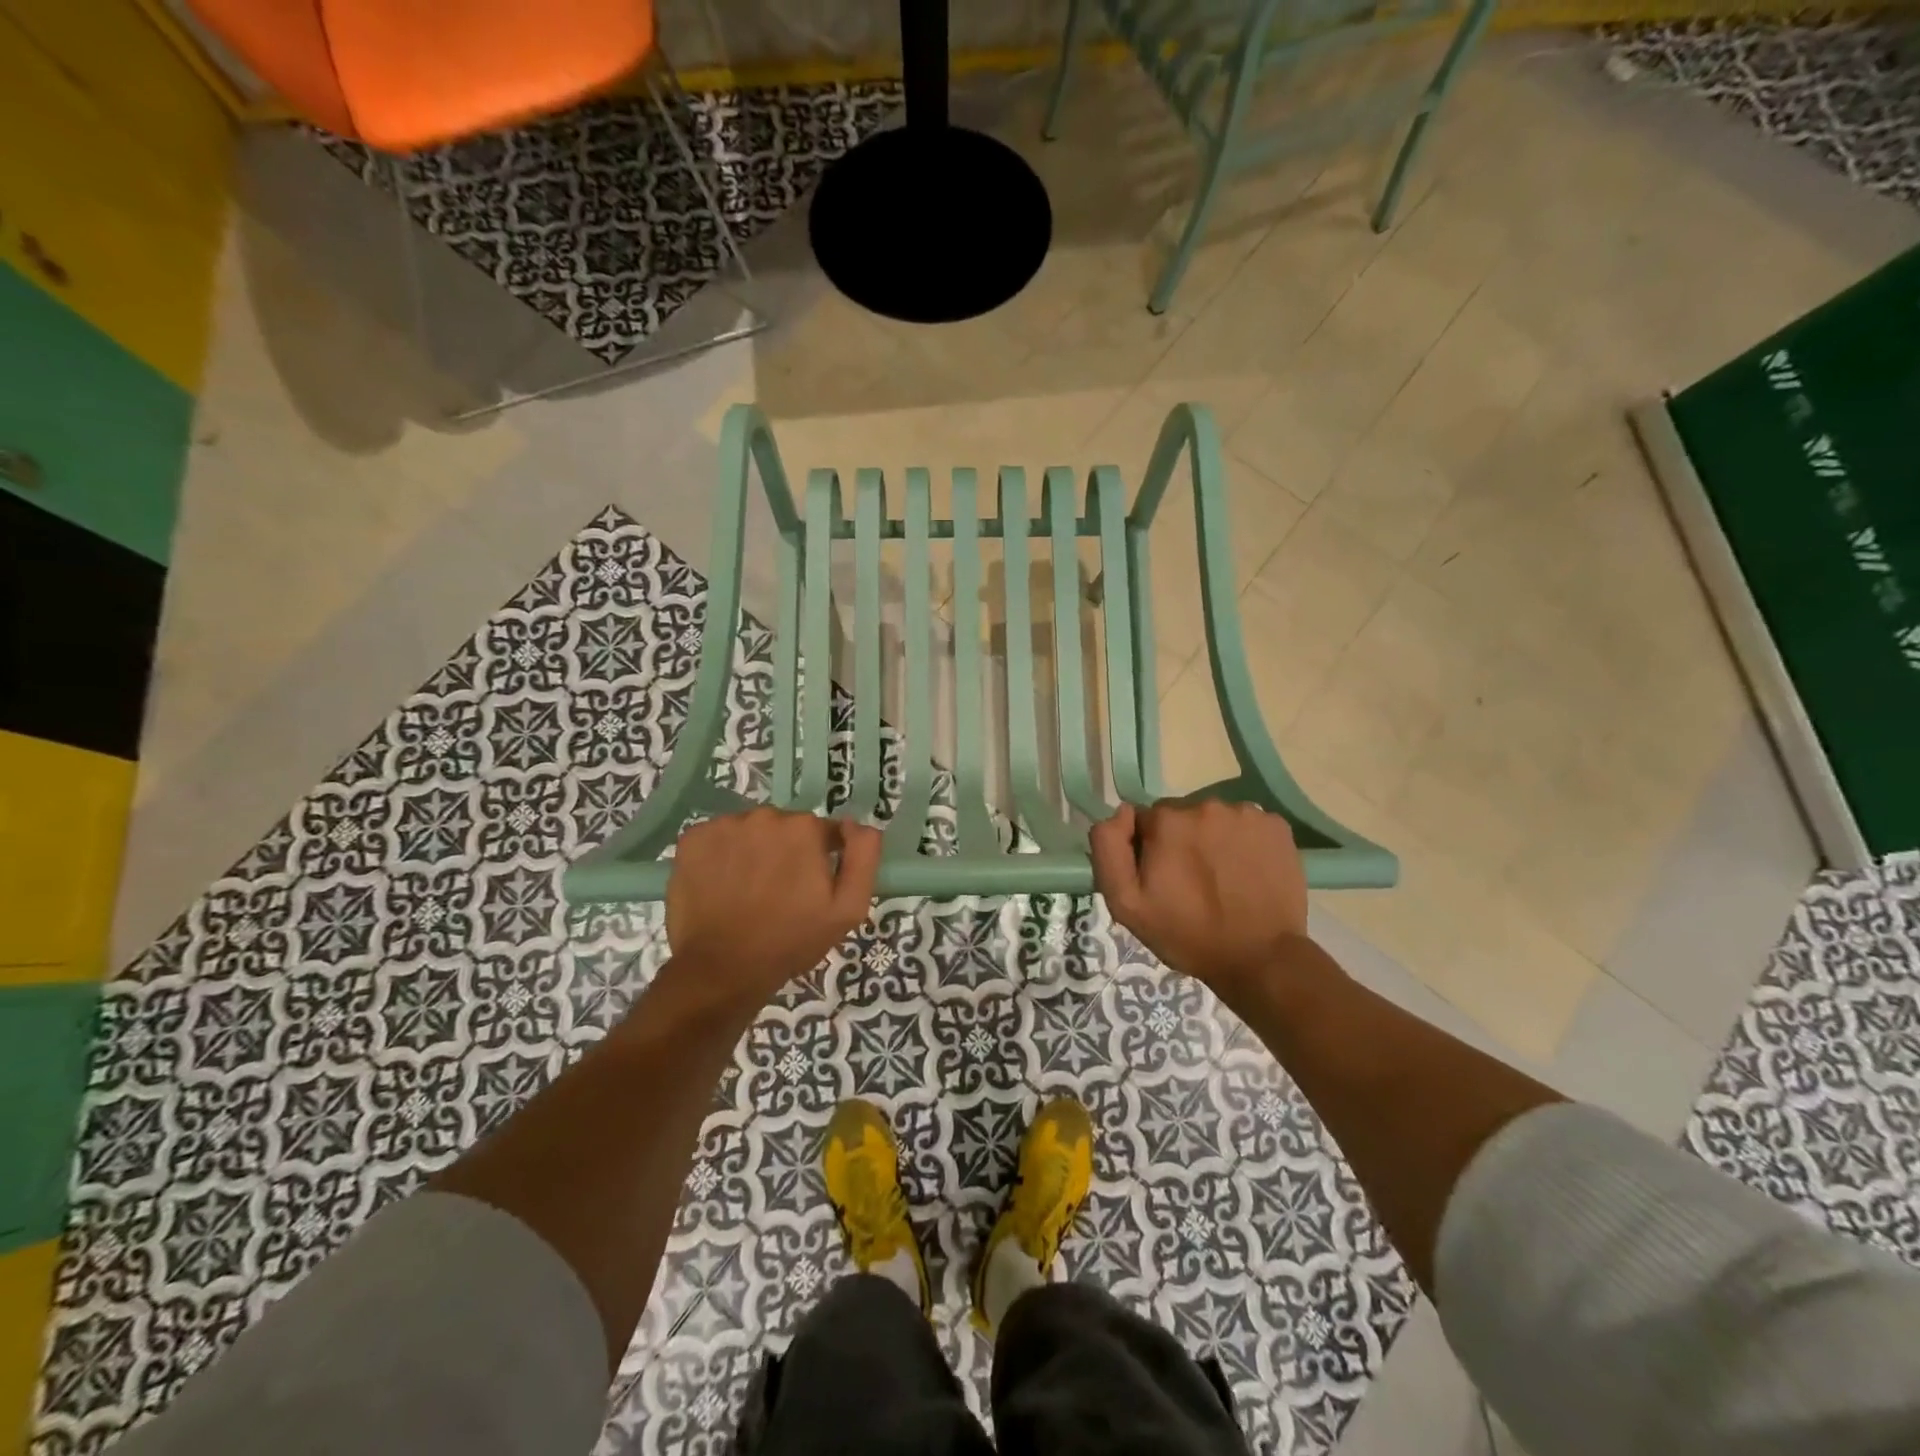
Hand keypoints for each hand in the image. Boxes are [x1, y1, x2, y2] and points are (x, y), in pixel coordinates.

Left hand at [666, 807, 882, 1004]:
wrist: (724, 969)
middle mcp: (764, 816)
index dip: (818, 859)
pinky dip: (720, 856)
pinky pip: (716, 838)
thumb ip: (864, 857)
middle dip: (784, 852)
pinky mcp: (691, 840)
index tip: (808, 888)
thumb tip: (857, 824)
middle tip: (777, 893)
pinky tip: (721, 885)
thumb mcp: (848, 908)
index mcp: (804, 828)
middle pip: (783, 828)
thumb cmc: (791, 940)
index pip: (821, 832)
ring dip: (752, 852)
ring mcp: (724, 826)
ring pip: (749, 831)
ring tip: (746, 891)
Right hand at [1089, 800, 1309, 1003]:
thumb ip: (1109, 849)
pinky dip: (1244, 843)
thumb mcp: (1125, 903)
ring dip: (1213, 840)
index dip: (1149, 849)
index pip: (1145, 820)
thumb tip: (1122, 811)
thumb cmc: (1186, 933)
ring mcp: (1246, 813)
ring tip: (1222, 879)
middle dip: (1181, 841)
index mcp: (1167, 820)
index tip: (1161, 878)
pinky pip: (1248, 825)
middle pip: (1182, 816)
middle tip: (1191, 882)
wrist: (1259, 958)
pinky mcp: (1277, 826)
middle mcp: (1206, 804)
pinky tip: (1247, 873)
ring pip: (1215, 819)